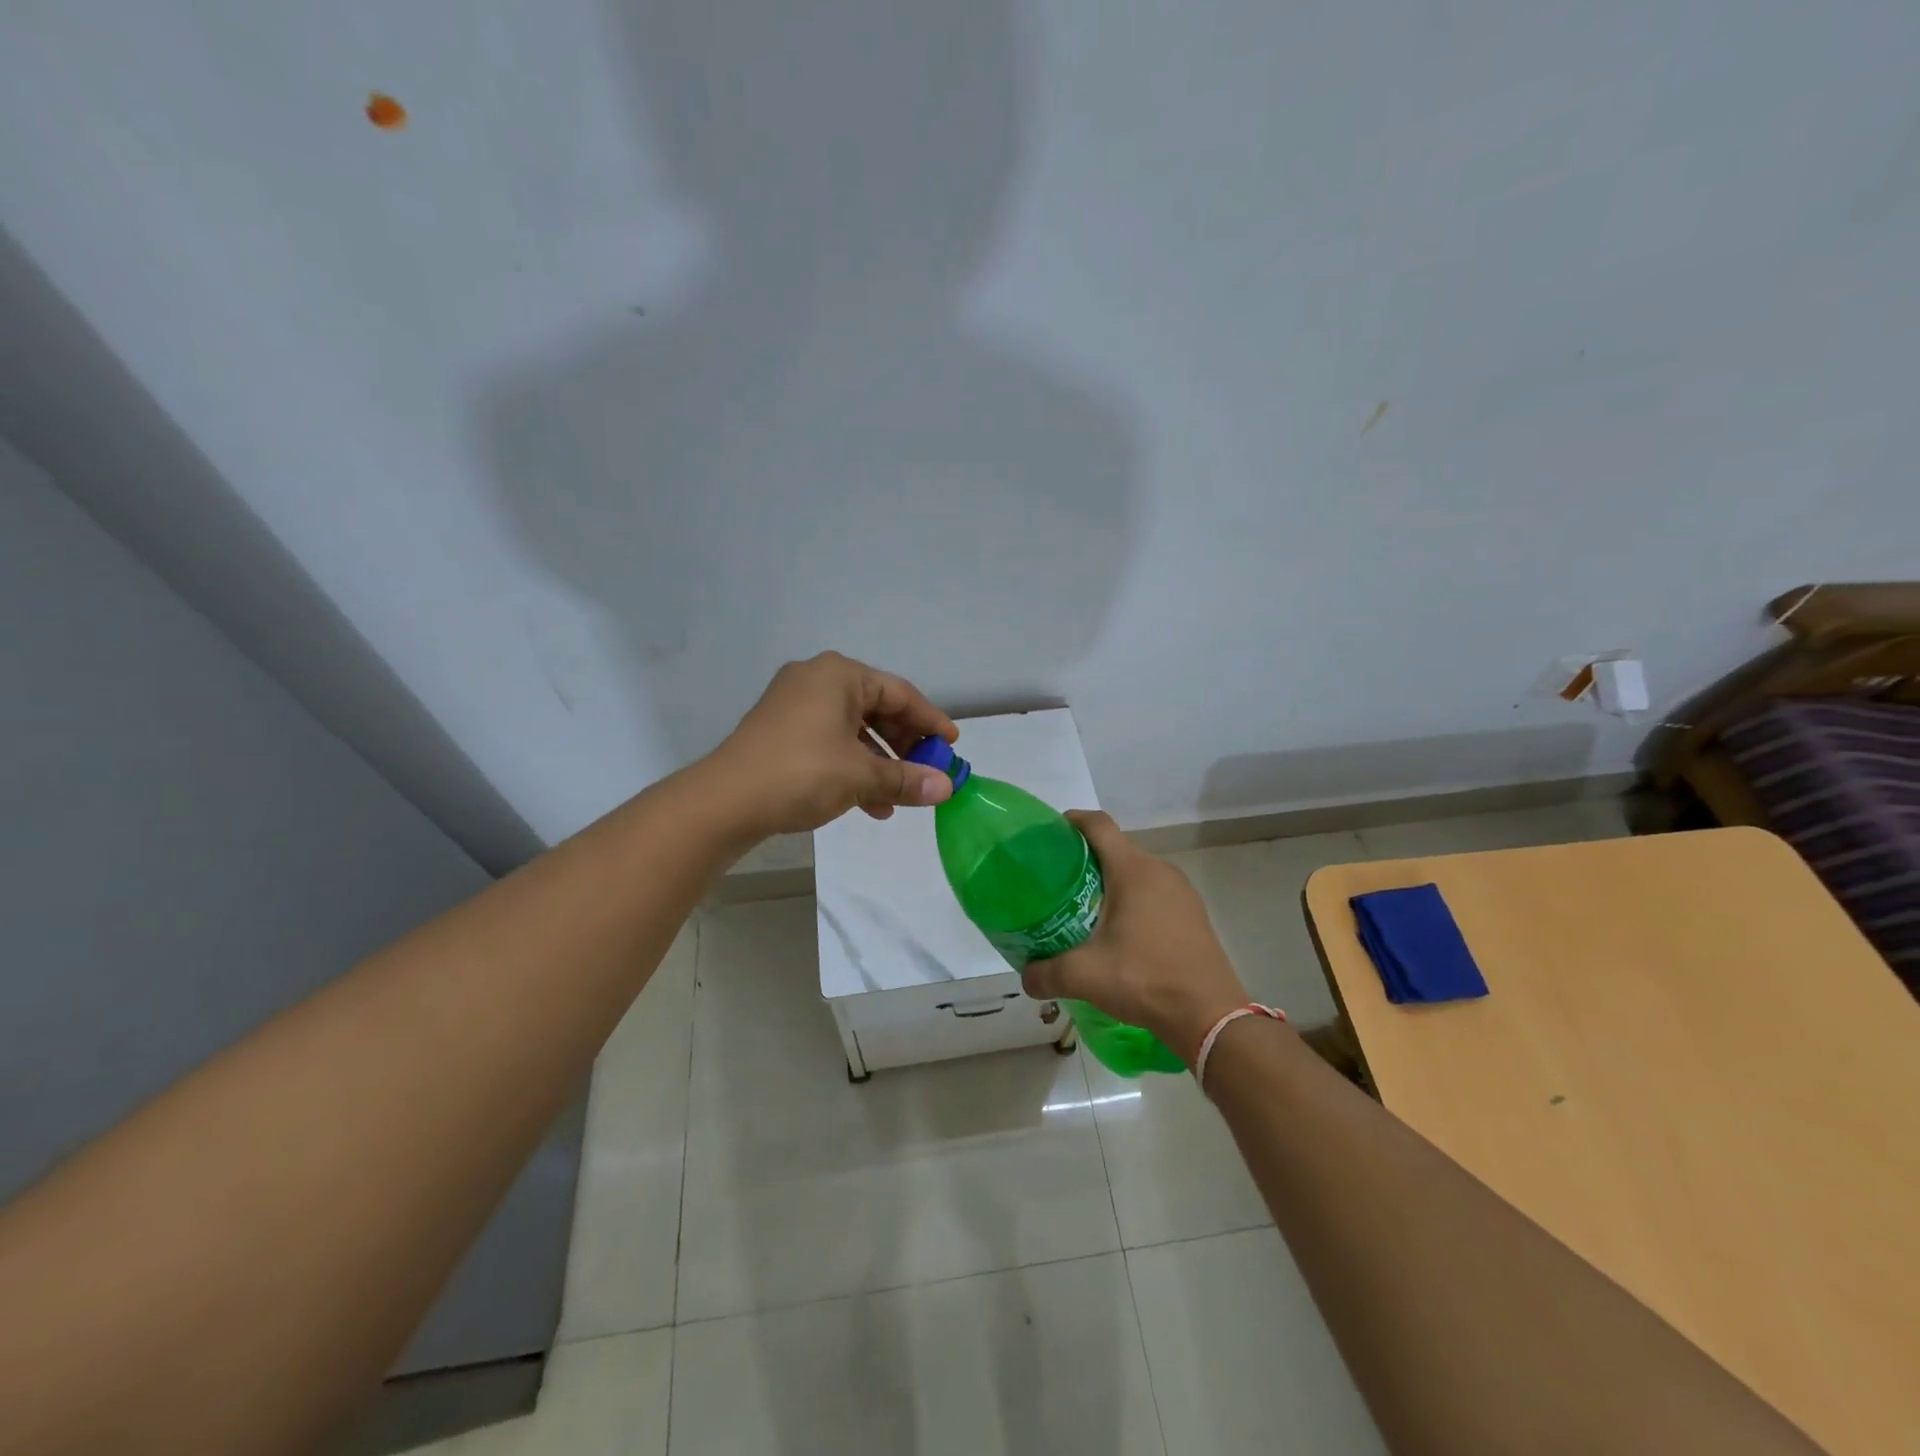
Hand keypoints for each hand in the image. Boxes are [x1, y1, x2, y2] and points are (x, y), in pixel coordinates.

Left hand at [704, 652, 958, 837]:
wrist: (725, 801)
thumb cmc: (802, 773)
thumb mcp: (861, 776)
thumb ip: (907, 779)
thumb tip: (947, 788)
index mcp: (839, 675)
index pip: (900, 693)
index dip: (931, 721)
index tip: (952, 746)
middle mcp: (817, 680)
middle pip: (876, 711)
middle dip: (905, 747)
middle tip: (928, 772)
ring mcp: (794, 706)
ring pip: (854, 732)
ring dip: (880, 765)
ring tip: (901, 797)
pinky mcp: (781, 733)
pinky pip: (830, 744)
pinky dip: (853, 769)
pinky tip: (870, 805)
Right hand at [1020, 811, 1252, 1063]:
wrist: (1210, 1016)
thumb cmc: (1145, 980)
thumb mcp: (1084, 976)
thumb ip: (1045, 973)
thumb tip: (1025, 976)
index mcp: (1133, 870)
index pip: (1098, 824)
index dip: (1072, 821)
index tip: (1049, 835)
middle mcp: (1160, 870)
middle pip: (1116, 848)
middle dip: (1085, 859)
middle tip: (1058, 883)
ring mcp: (1182, 892)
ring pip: (1137, 872)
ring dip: (1110, 882)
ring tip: (1084, 909)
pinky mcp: (1193, 914)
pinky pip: (1155, 893)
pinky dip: (1132, 900)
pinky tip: (1120, 933)